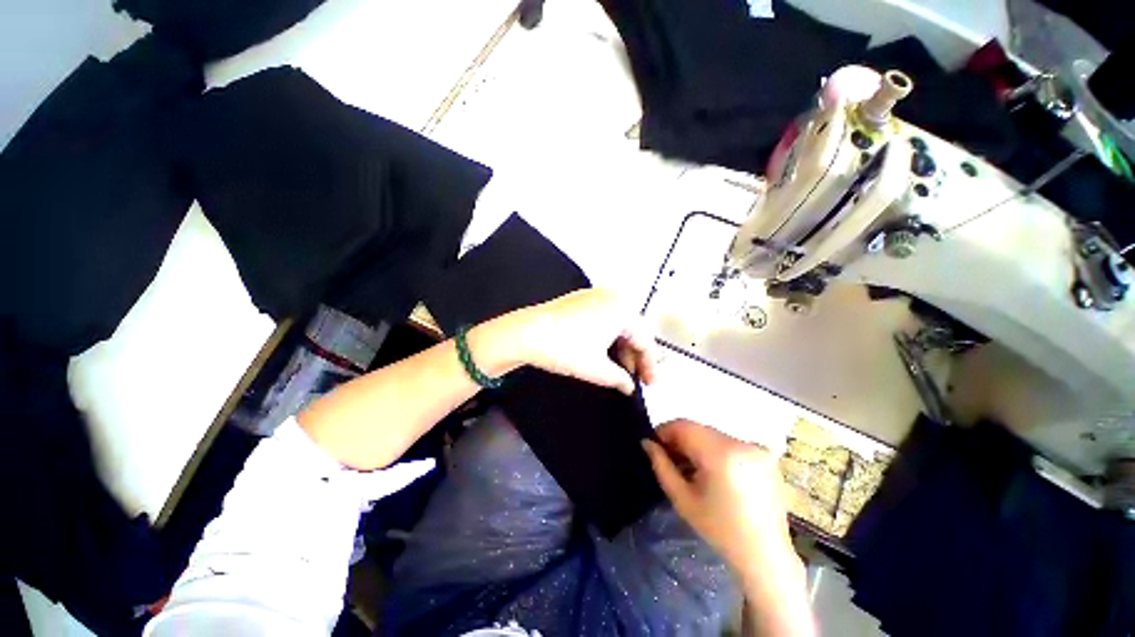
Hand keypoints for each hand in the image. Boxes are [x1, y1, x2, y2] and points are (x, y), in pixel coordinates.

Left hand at [498, 289, 656, 394]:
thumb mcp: (597, 369)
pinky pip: (604, 319)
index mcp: (623, 309)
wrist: (525, 333)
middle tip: (635, 378)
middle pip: (633, 330)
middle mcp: (612, 297)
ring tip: (619, 370)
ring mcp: (594, 296)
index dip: (650, 365)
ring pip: (618, 324)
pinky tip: (604, 353)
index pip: (645, 340)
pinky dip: (607, 337)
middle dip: (635, 356)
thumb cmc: (565, 348)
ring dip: (621, 348)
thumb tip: (629, 387)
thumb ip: (620, 379)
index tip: (650, 384)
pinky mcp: (580, 300)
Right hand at [642, 420, 797, 585]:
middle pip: (699, 428)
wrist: (766, 555)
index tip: (654, 445)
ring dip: (697, 444)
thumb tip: (646, 442)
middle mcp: (741, 443)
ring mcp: (756, 447)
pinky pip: (729, 442)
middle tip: (670, 458)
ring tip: (691, 467)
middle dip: (680, 439)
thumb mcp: (682, 499)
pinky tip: (713, 471)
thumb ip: (661, 465)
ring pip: (713, 434)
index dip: (665, 431)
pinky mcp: (764, 454)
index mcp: (721, 454)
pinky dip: (715, 450)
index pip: (684, 426)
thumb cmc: (719, 530)